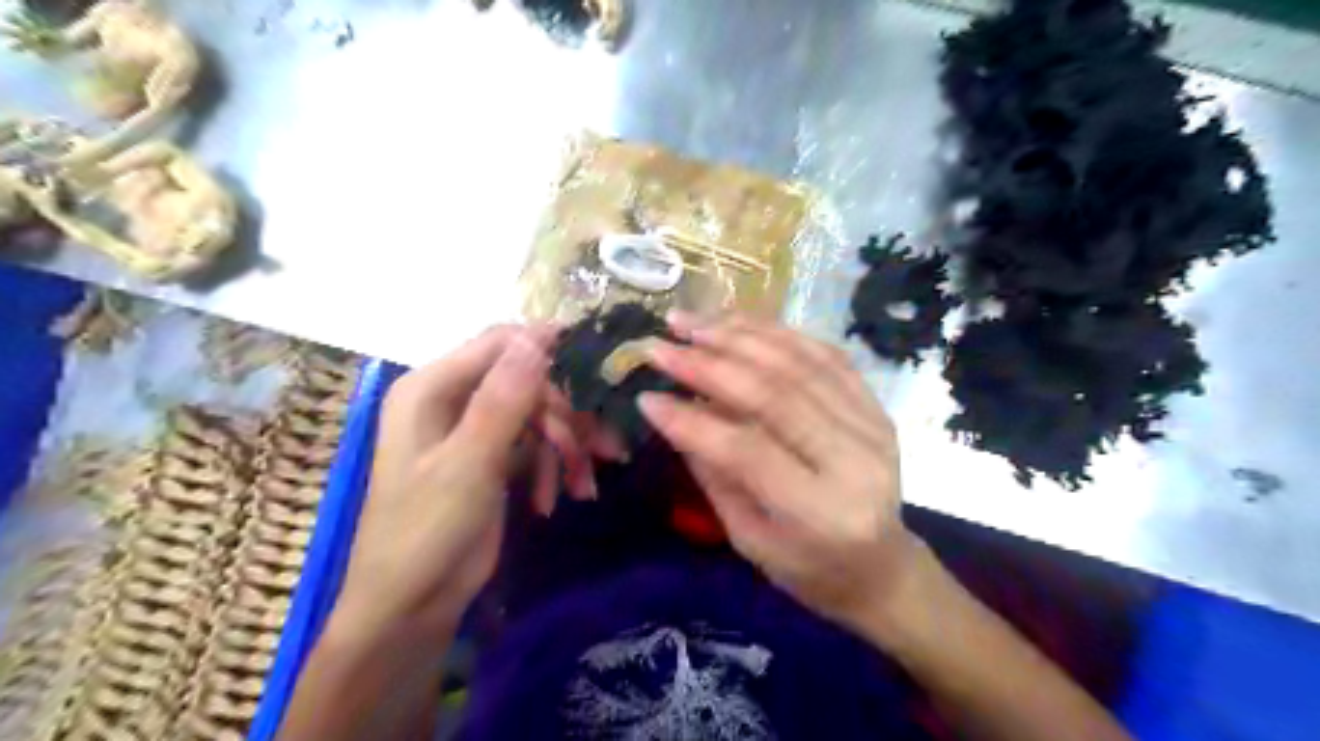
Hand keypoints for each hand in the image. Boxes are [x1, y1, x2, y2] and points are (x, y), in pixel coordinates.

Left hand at [337, 326, 612, 637]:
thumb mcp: (468, 464)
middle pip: (526, 381)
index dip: (546, 347)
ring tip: (582, 483)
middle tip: (593, 449)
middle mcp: (451, 399)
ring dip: (565, 447)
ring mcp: (473, 429)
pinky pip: (534, 444)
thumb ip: (503, 399)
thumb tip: (538, 335)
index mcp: (430, 388)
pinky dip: (552, 468)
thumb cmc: (426, 532)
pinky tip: (556, 498)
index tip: (596, 364)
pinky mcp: (490, 457)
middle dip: (563, 416)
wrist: (412, 607)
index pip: (498, 343)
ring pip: (537, 415)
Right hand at [640, 314, 921, 634]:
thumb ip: (715, 475)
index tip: (646, 396)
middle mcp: (855, 460)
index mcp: (821, 513)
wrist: (882, 566)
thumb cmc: (809, 569)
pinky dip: (776, 333)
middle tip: (660, 345)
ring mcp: (873, 425)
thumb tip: (676, 411)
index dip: (692, 420)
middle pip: (774, 395)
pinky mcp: (876, 405)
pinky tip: (738, 322)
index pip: (747, 450)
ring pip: (798, 363)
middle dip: (708, 364)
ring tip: (690, 322)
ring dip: (738, 335)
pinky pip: (823, 354)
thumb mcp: (750, 540)